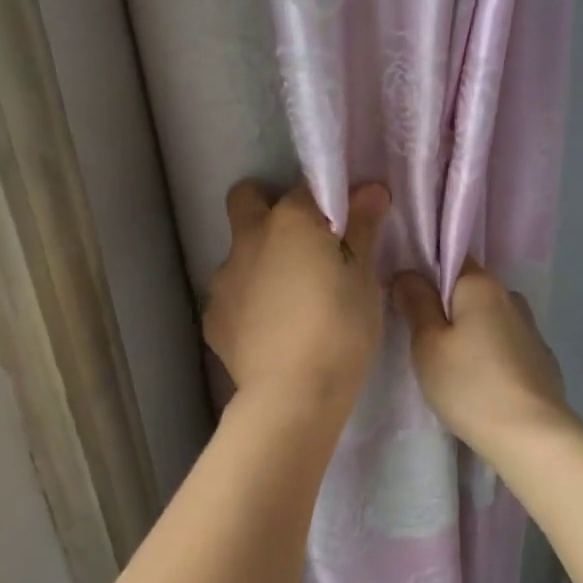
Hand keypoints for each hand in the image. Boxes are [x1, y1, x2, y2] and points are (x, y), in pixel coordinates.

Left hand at [204, 180, 389, 417]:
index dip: (327, 202)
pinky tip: (269, 331)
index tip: (345, 225)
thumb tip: (369, 189)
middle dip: (267, 208)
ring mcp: (223, 279)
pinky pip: (231, 297)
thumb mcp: (365, 280)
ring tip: (287, 300)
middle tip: (299, 243)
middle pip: (247, 199)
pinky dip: (248, 304)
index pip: (309, 187)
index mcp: (291, 221)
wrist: (294, 394)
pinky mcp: (212, 318)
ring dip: (259, 262)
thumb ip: (363, 229)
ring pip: (238, 254)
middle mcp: (249, 239)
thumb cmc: (341, 330)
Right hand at [392, 260, 570, 452]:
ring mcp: (530, 329)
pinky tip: (478, 381)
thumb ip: (416, 303)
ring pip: (488, 319)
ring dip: (468, 333)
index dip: (424, 271)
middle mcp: (511, 297)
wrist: (531, 435)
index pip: (451, 257)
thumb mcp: (428, 344)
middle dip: (445, 307)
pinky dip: (489, 354)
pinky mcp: (540, 359)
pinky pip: (504, 345)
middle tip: (419, 337)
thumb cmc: (470, 385)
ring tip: (448, 365)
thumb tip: (407, 274)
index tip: (405, 296)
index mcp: (482, 285)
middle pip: (469, 291)